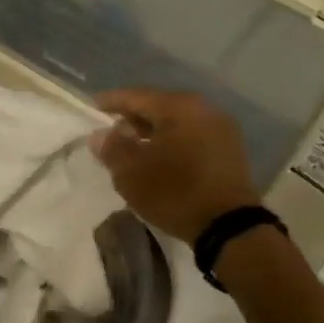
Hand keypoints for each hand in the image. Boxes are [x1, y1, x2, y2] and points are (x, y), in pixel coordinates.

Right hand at [92, 88, 257, 243]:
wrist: (227, 225)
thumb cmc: (174, 192)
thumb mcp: (131, 173)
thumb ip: (112, 148)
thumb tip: (100, 134)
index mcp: (179, 107)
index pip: (137, 96)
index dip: (112, 101)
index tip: (94, 105)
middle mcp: (204, 109)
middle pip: (160, 106)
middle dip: (134, 117)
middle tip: (113, 129)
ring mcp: (221, 129)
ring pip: (177, 122)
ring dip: (153, 131)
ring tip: (133, 147)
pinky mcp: (229, 151)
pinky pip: (192, 136)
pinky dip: (172, 142)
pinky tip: (159, 158)